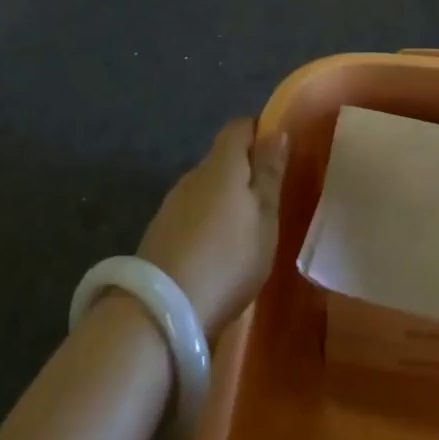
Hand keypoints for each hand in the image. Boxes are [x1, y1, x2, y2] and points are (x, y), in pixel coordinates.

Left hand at [137, 119, 289, 335]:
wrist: (161, 312)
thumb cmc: (228, 258)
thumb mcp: (264, 217)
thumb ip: (270, 174)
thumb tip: (277, 132)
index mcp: (221, 164)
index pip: (239, 127)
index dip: (260, 133)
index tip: (279, 156)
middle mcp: (192, 175)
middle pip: (222, 159)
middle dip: (245, 172)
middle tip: (269, 201)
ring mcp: (171, 204)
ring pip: (206, 189)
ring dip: (225, 201)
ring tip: (246, 233)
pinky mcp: (159, 233)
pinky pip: (192, 215)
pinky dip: (207, 224)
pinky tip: (218, 253)